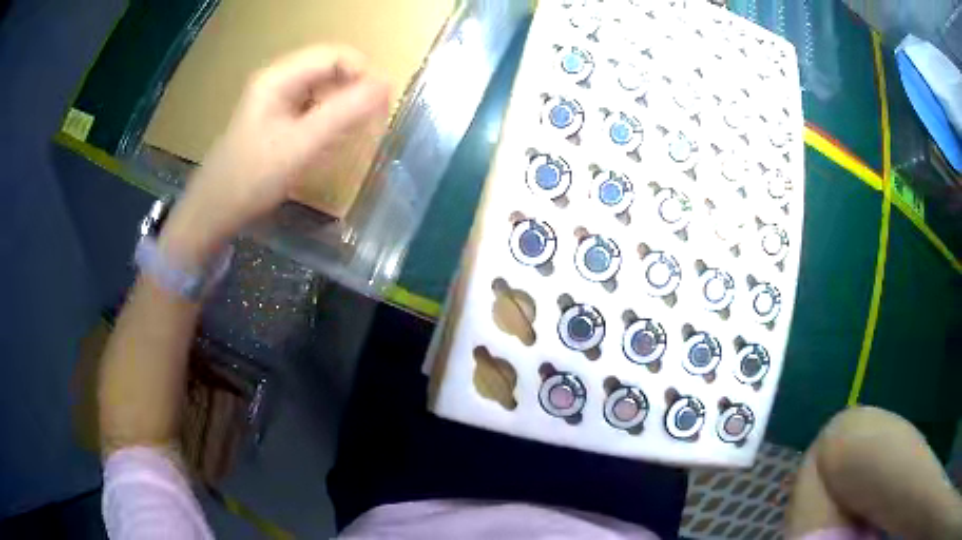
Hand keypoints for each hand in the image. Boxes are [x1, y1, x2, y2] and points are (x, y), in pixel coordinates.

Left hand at [160, 45, 391, 266]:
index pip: (334, 55)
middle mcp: (278, 80)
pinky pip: (311, 107)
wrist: (213, 211)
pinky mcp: (275, 118)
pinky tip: (328, 142)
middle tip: (368, 123)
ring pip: (322, 88)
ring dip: (342, 106)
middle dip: (354, 91)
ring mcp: (275, 99)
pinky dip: (327, 119)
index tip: (380, 105)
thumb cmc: (252, 178)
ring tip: (350, 135)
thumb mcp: (301, 145)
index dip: (363, 73)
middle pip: (329, 69)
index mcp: (279, 77)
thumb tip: (387, 85)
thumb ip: (344, 112)